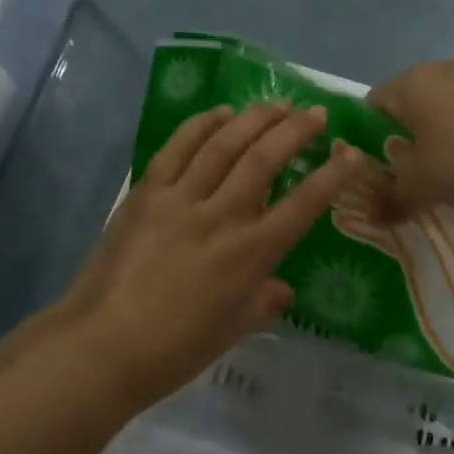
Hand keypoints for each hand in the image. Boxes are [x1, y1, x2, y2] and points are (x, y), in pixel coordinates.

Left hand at [65, 103, 367, 407]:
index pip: (302, 205)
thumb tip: (283, 288)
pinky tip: (221, 113)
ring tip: (277, 104)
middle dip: (296, 131)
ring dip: (255, 119)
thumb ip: (262, 303)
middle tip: (315, 113)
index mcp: (249, 255)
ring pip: (224, 144)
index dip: (332, 175)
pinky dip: (202, 125)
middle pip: (264, 160)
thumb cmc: (174, 349)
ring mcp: (180, 199)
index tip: (351, 151)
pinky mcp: (147, 192)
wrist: (102, 345)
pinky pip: (178, 148)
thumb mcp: (231, 331)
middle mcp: (220, 216)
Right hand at [368, 60, 453, 216]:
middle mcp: (442, 70)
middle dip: (412, 135)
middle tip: (420, 171)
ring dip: (448, 131)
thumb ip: (393, 196)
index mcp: (411, 85)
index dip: (372, 136)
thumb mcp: (422, 187)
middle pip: (414, 102)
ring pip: (451, 104)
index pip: (373, 103)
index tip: (384, 167)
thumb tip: (376, 208)